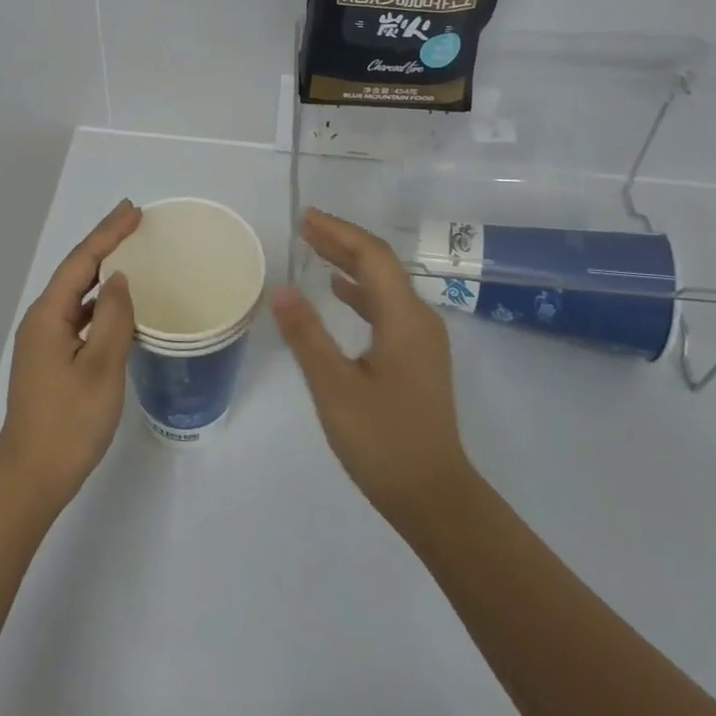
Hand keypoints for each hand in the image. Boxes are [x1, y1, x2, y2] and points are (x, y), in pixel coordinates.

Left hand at [0, 199, 142, 507]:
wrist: (32, 477)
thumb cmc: (69, 422)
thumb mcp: (101, 367)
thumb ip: (114, 318)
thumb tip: (118, 279)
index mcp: (49, 315)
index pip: (81, 261)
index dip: (108, 233)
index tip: (133, 210)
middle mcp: (42, 321)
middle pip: (76, 271)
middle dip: (104, 243)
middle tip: (134, 221)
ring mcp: (44, 342)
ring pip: (77, 295)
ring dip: (102, 272)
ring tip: (131, 253)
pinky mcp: (51, 360)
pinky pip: (79, 317)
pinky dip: (100, 303)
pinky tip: (118, 307)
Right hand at [272, 208, 474, 533]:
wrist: (434, 497)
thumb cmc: (383, 442)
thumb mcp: (335, 388)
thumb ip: (307, 335)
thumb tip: (282, 288)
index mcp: (405, 319)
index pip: (372, 257)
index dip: (338, 233)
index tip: (304, 218)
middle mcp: (419, 320)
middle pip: (381, 266)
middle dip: (342, 242)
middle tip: (303, 227)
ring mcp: (421, 340)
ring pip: (383, 286)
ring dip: (349, 265)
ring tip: (313, 250)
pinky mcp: (416, 358)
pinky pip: (385, 308)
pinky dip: (359, 292)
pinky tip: (338, 293)